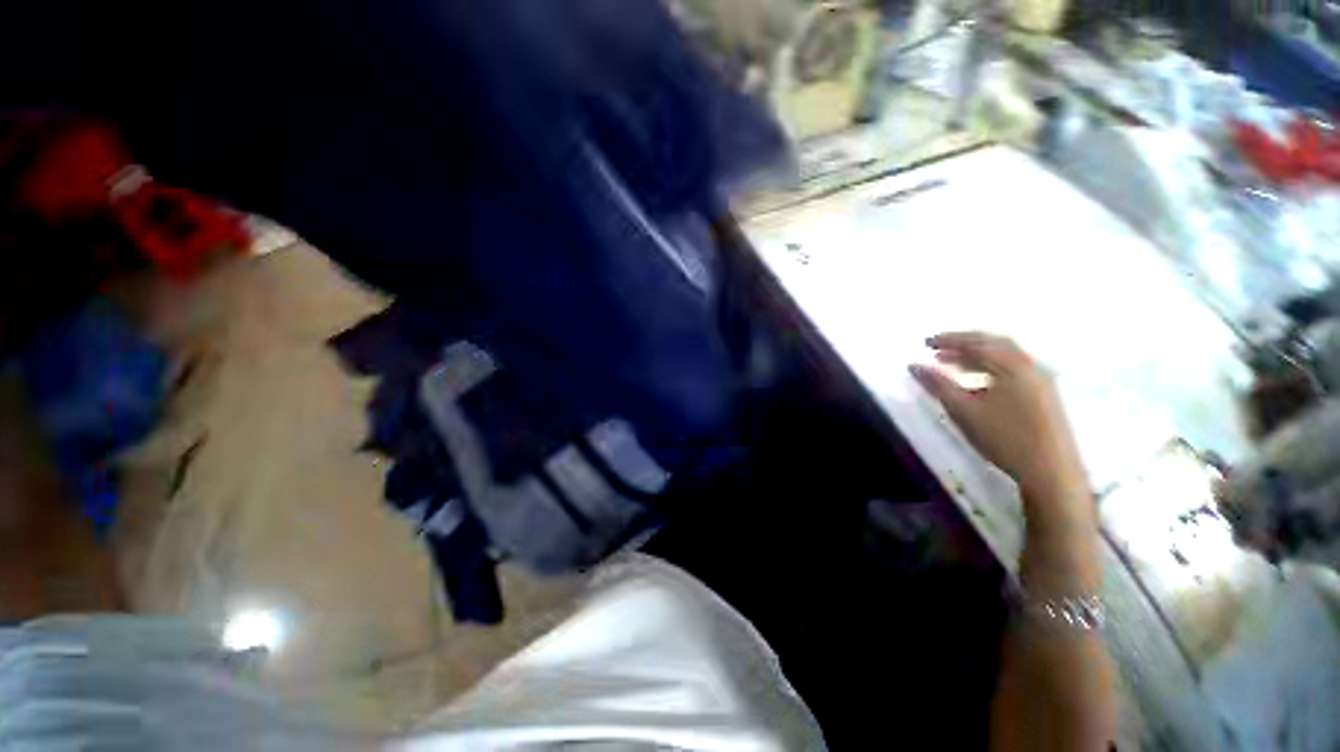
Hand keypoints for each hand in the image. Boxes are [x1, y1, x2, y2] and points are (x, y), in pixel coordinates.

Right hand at [910, 332, 1086, 505]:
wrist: (1051, 472)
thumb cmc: (1004, 438)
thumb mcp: (964, 410)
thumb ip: (938, 384)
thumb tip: (914, 365)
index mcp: (1012, 365)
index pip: (977, 343)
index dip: (949, 340)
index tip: (925, 342)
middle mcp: (1030, 366)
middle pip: (994, 344)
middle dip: (964, 344)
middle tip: (938, 349)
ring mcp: (1041, 380)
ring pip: (1005, 358)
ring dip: (976, 357)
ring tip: (951, 364)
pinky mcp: (1045, 395)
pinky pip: (1013, 370)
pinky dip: (990, 368)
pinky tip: (976, 383)